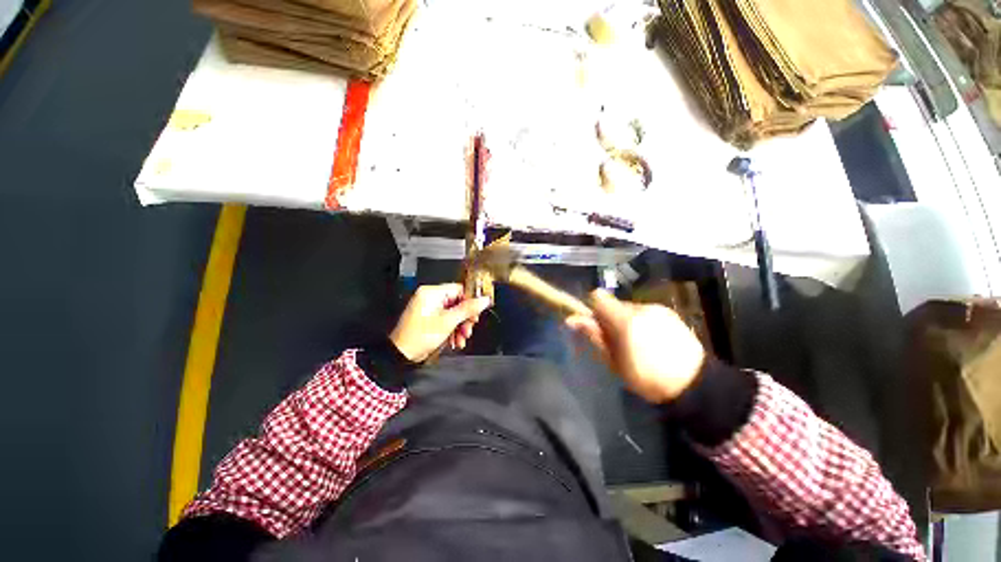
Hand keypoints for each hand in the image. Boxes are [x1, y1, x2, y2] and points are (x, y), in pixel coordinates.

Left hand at [390, 283, 491, 361]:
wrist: (401, 354)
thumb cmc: (420, 336)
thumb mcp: (448, 322)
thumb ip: (468, 309)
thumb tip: (484, 300)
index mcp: (432, 292)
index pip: (459, 289)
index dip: (471, 301)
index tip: (477, 313)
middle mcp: (430, 297)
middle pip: (457, 302)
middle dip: (465, 318)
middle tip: (469, 328)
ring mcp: (429, 308)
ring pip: (453, 313)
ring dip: (460, 326)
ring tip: (462, 338)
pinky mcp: (429, 318)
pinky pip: (446, 319)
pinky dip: (452, 329)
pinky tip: (456, 340)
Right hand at [566, 290, 705, 403]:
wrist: (695, 385)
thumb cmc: (647, 378)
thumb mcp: (614, 362)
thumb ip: (594, 336)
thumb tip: (571, 319)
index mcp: (625, 320)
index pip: (598, 297)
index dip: (593, 309)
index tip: (596, 326)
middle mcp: (641, 308)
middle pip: (614, 303)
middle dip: (610, 317)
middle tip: (616, 342)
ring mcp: (658, 309)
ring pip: (630, 308)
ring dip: (626, 320)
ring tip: (636, 343)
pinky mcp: (670, 312)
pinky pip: (645, 311)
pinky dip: (641, 322)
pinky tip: (651, 340)